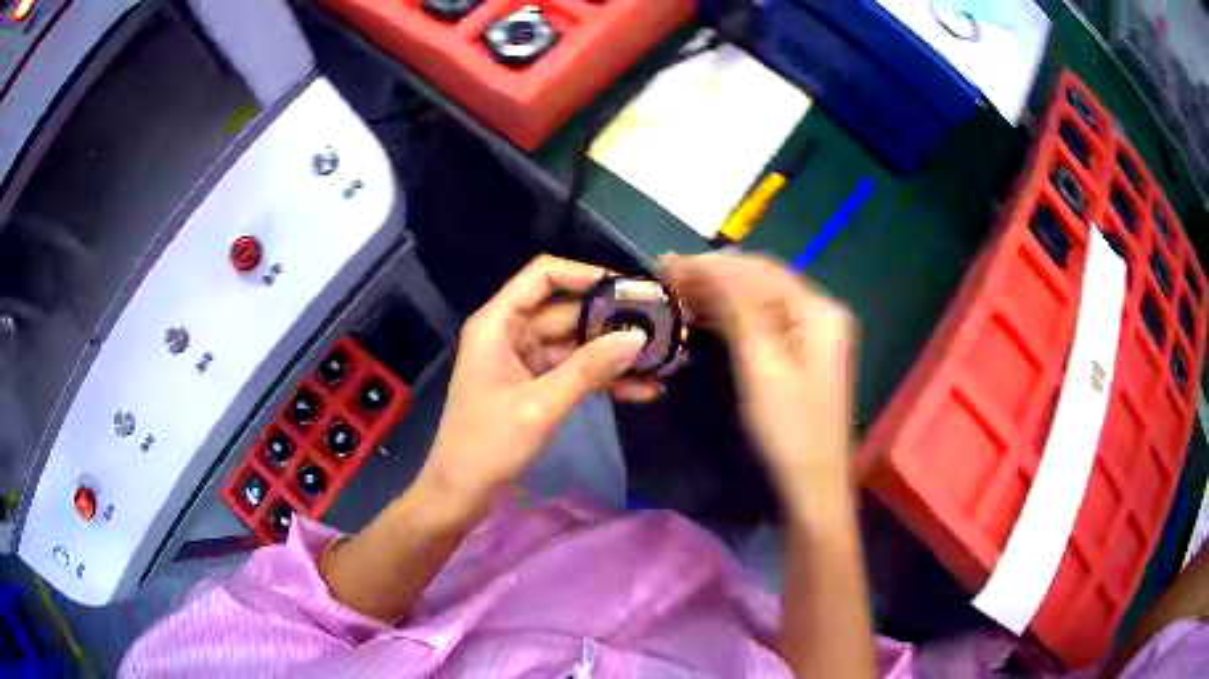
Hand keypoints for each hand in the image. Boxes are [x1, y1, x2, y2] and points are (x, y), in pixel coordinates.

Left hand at [419, 255, 660, 508]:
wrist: (461, 491)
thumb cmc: (488, 444)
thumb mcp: (540, 405)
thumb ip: (589, 369)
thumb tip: (637, 338)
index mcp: (498, 324)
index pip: (543, 276)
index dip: (586, 275)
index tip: (629, 290)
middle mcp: (510, 333)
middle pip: (566, 310)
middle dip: (612, 321)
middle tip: (660, 328)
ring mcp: (523, 359)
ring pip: (575, 343)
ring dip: (613, 354)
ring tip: (661, 361)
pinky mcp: (534, 384)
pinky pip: (573, 371)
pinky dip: (602, 379)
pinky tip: (643, 390)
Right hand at [662, 253, 857, 496]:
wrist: (813, 482)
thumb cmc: (789, 427)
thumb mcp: (761, 365)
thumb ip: (738, 309)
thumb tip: (708, 268)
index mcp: (819, 311)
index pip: (762, 271)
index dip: (715, 264)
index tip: (670, 264)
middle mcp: (820, 312)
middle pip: (762, 281)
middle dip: (715, 276)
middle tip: (667, 276)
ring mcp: (813, 333)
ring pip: (761, 300)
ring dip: (721, 294)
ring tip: (677, 292)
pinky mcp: (801, 352)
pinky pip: (764, 321)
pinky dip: (733, 316)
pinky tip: (704, 313)